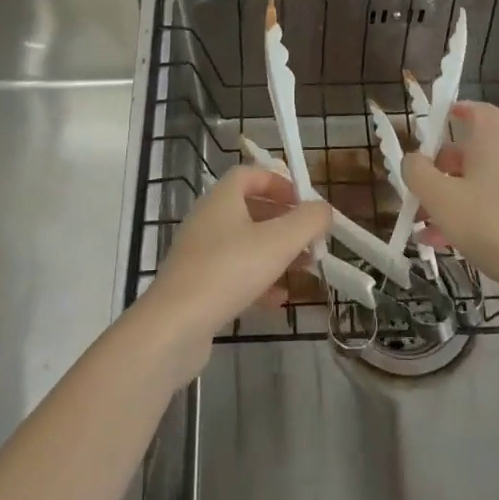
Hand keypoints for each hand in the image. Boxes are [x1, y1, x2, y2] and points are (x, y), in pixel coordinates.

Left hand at [140, 166, 329, 376]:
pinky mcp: (196, 285)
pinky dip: (258, 280)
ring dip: (275, 253)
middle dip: (284, 222)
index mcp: (222, 198)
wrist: (174, 325)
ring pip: (244, 243)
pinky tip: (278, 300)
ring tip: (304, 268)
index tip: (304, 201)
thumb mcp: (279, 241)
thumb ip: (308, 221)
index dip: (279, 182)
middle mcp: (207, 219)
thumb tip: (323, 209)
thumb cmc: (229, 270)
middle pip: (250, 209)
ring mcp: (199, 253)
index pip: (250, 174)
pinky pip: (233, 273)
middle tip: (310, 239)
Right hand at [402, 101, 498, 295]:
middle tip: (419, 191)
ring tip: (425, 227)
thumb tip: (412, 159)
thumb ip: (418, 173)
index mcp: (495, 143)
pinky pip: (496, 207)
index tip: (439, 120)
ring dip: (452, 199)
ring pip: (482, 184)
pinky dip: (472, 217)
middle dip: (442, 170)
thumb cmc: (490, 224)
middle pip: (474, 153)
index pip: (480, 111)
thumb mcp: (440, 197)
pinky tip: (449, 245)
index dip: (459, 110)